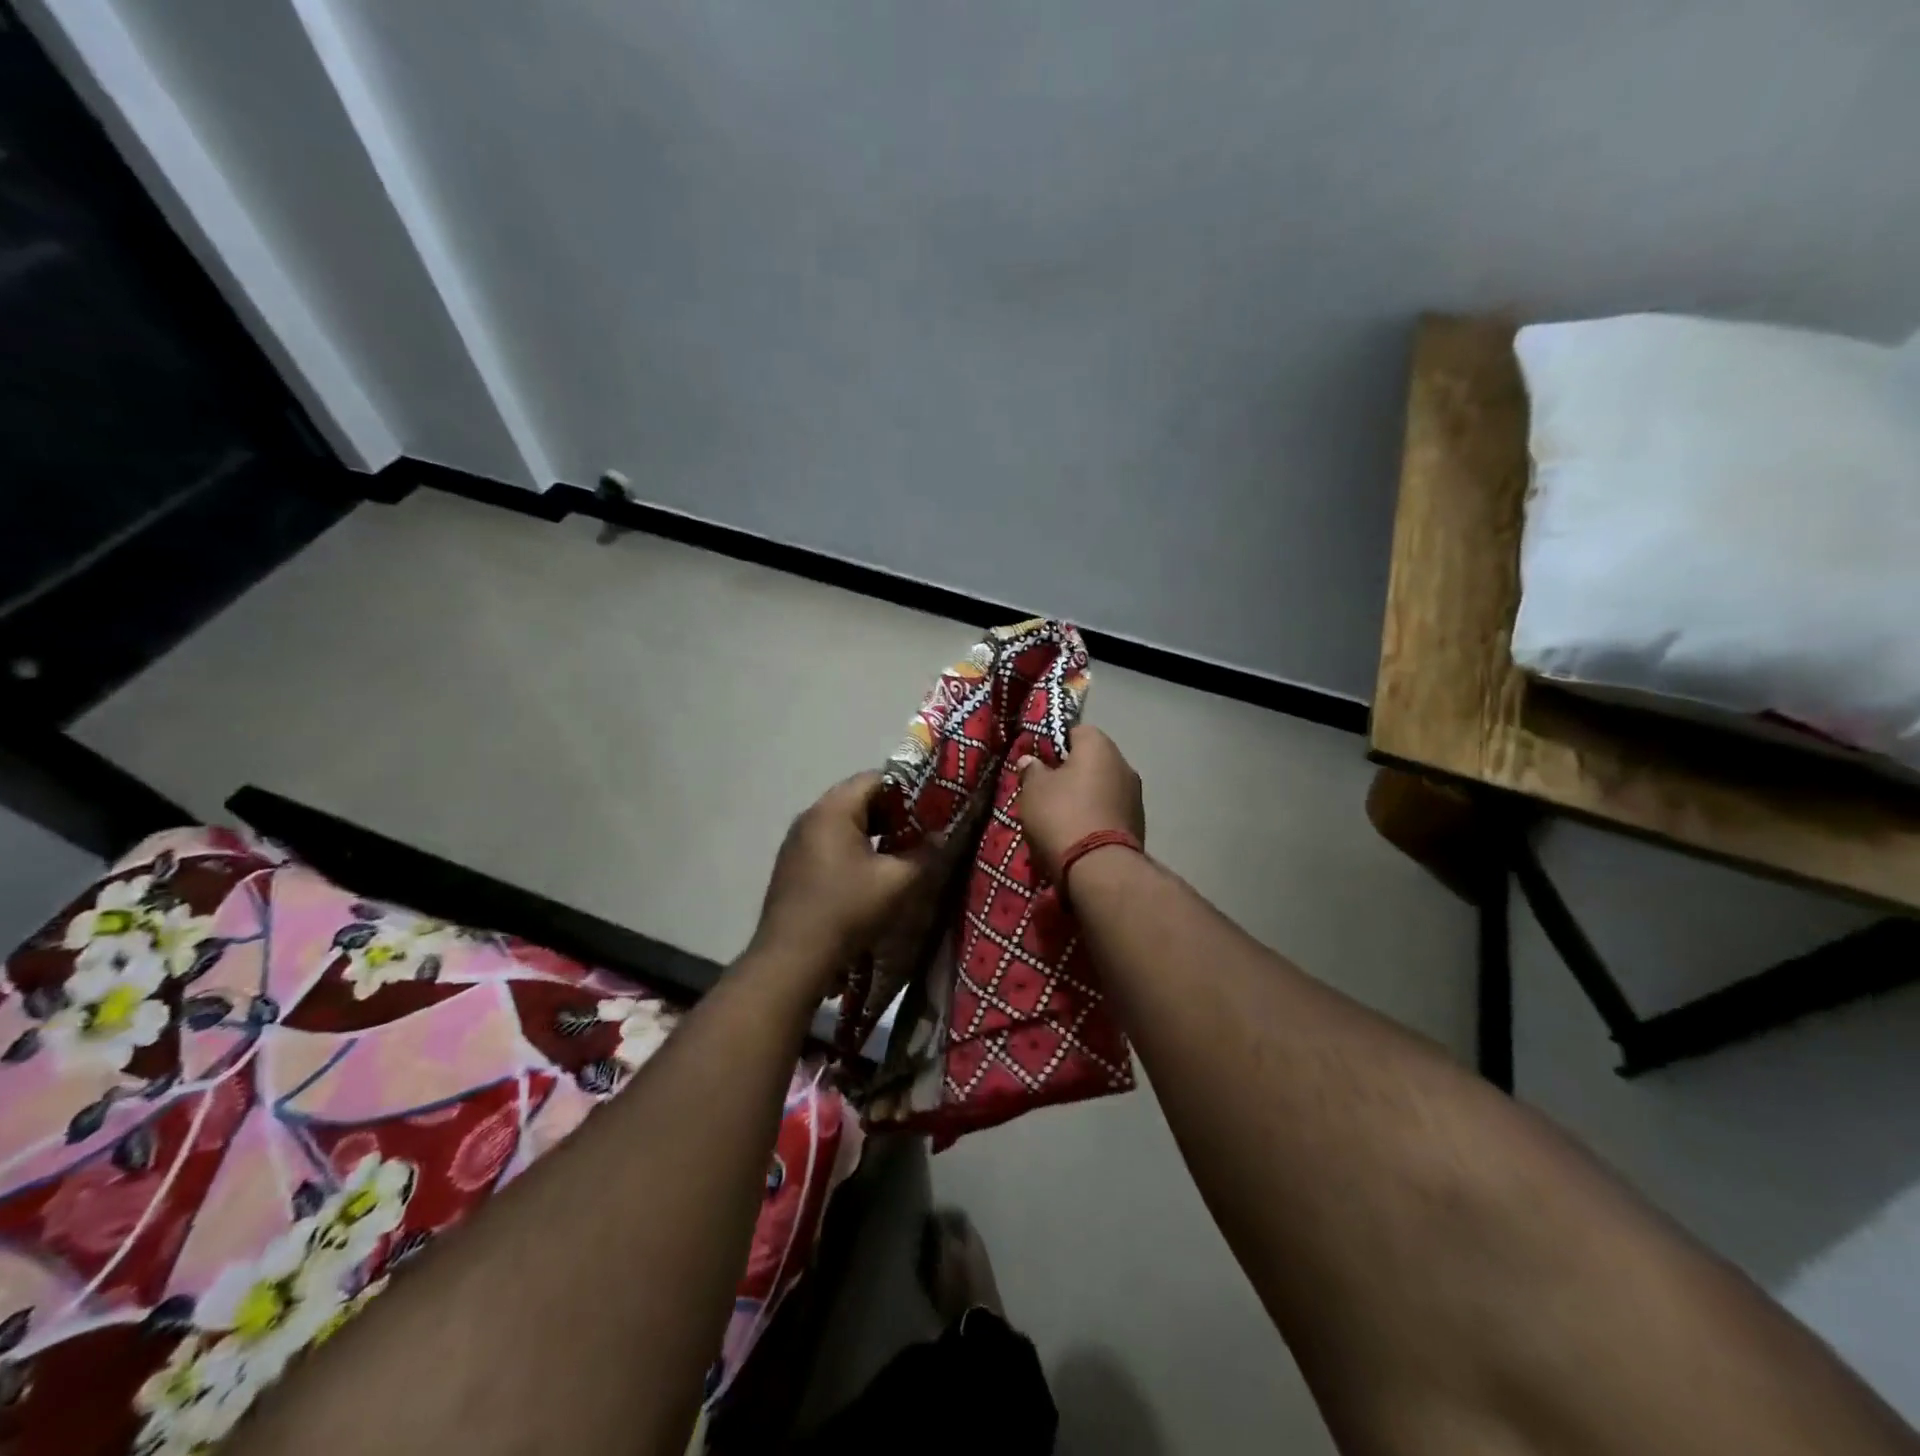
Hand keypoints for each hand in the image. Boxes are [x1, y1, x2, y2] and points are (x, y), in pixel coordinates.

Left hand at [749, 772, 929, 990]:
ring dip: (873, 832)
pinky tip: (870, 872)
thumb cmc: (847, 910)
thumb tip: (943, 837)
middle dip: (893, 812)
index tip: (933, 808)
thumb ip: (925, 854)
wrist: (791, 958)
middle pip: (858, 798)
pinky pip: (829, 842)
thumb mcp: (897, 882)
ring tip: (900, 852)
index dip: (909, 789)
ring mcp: (796, 841)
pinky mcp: (792, 864)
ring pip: (843, 821)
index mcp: (833, 809)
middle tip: (921, 830)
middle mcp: (810, 816)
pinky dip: (853, 847)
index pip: (876, 778)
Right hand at [1015, 726, 1145, 882]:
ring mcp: (1136, 795)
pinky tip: (1079, 833)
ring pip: (1102, 786)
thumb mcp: (1033, 790)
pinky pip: (1110, 810)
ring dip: (1085, 796)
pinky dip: (1096, 816)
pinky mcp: (1139, 823)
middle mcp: (1123, 763)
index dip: (1054, 745)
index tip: (1039, 763)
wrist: (1099, 867)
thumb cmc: (1061, 816)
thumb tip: (1030, 760)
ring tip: (1062, 816)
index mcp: (1099, 746)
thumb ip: (1031, 770)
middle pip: (1091, 760)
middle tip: (1047, 790)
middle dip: (1071, 772)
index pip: (1075, 731)